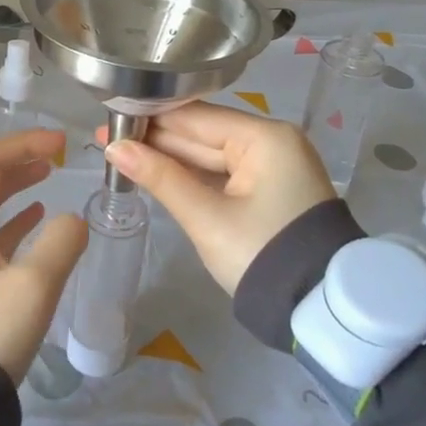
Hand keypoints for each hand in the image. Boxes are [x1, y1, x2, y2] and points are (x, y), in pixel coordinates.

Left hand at [0, 129, 87, 383]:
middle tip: (52, 153)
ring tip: (46, 175)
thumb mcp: (34, 287)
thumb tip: (74, 221)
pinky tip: (37, 219)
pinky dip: (10, 218)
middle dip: (14, 159)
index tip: (58, 143)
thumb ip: (61, 244)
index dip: (21, 145)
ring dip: (12, 185)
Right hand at [102, 102, 334, 294]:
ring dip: (169, 157)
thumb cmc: (262, 255)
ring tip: (121, 152)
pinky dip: (191, 174)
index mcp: (264, 138)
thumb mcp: (207, 219)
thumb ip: (161, 178)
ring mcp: (271, 165)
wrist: (319, 309)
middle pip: (202, 133)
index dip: (150, 117)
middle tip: (106, 138)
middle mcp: (271, 141)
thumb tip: (115, 149)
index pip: (195, 117)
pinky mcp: (268, 189)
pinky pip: (222, 172)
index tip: (110, 116)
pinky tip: (156, 170)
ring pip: (209, 154)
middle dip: (155, 139)